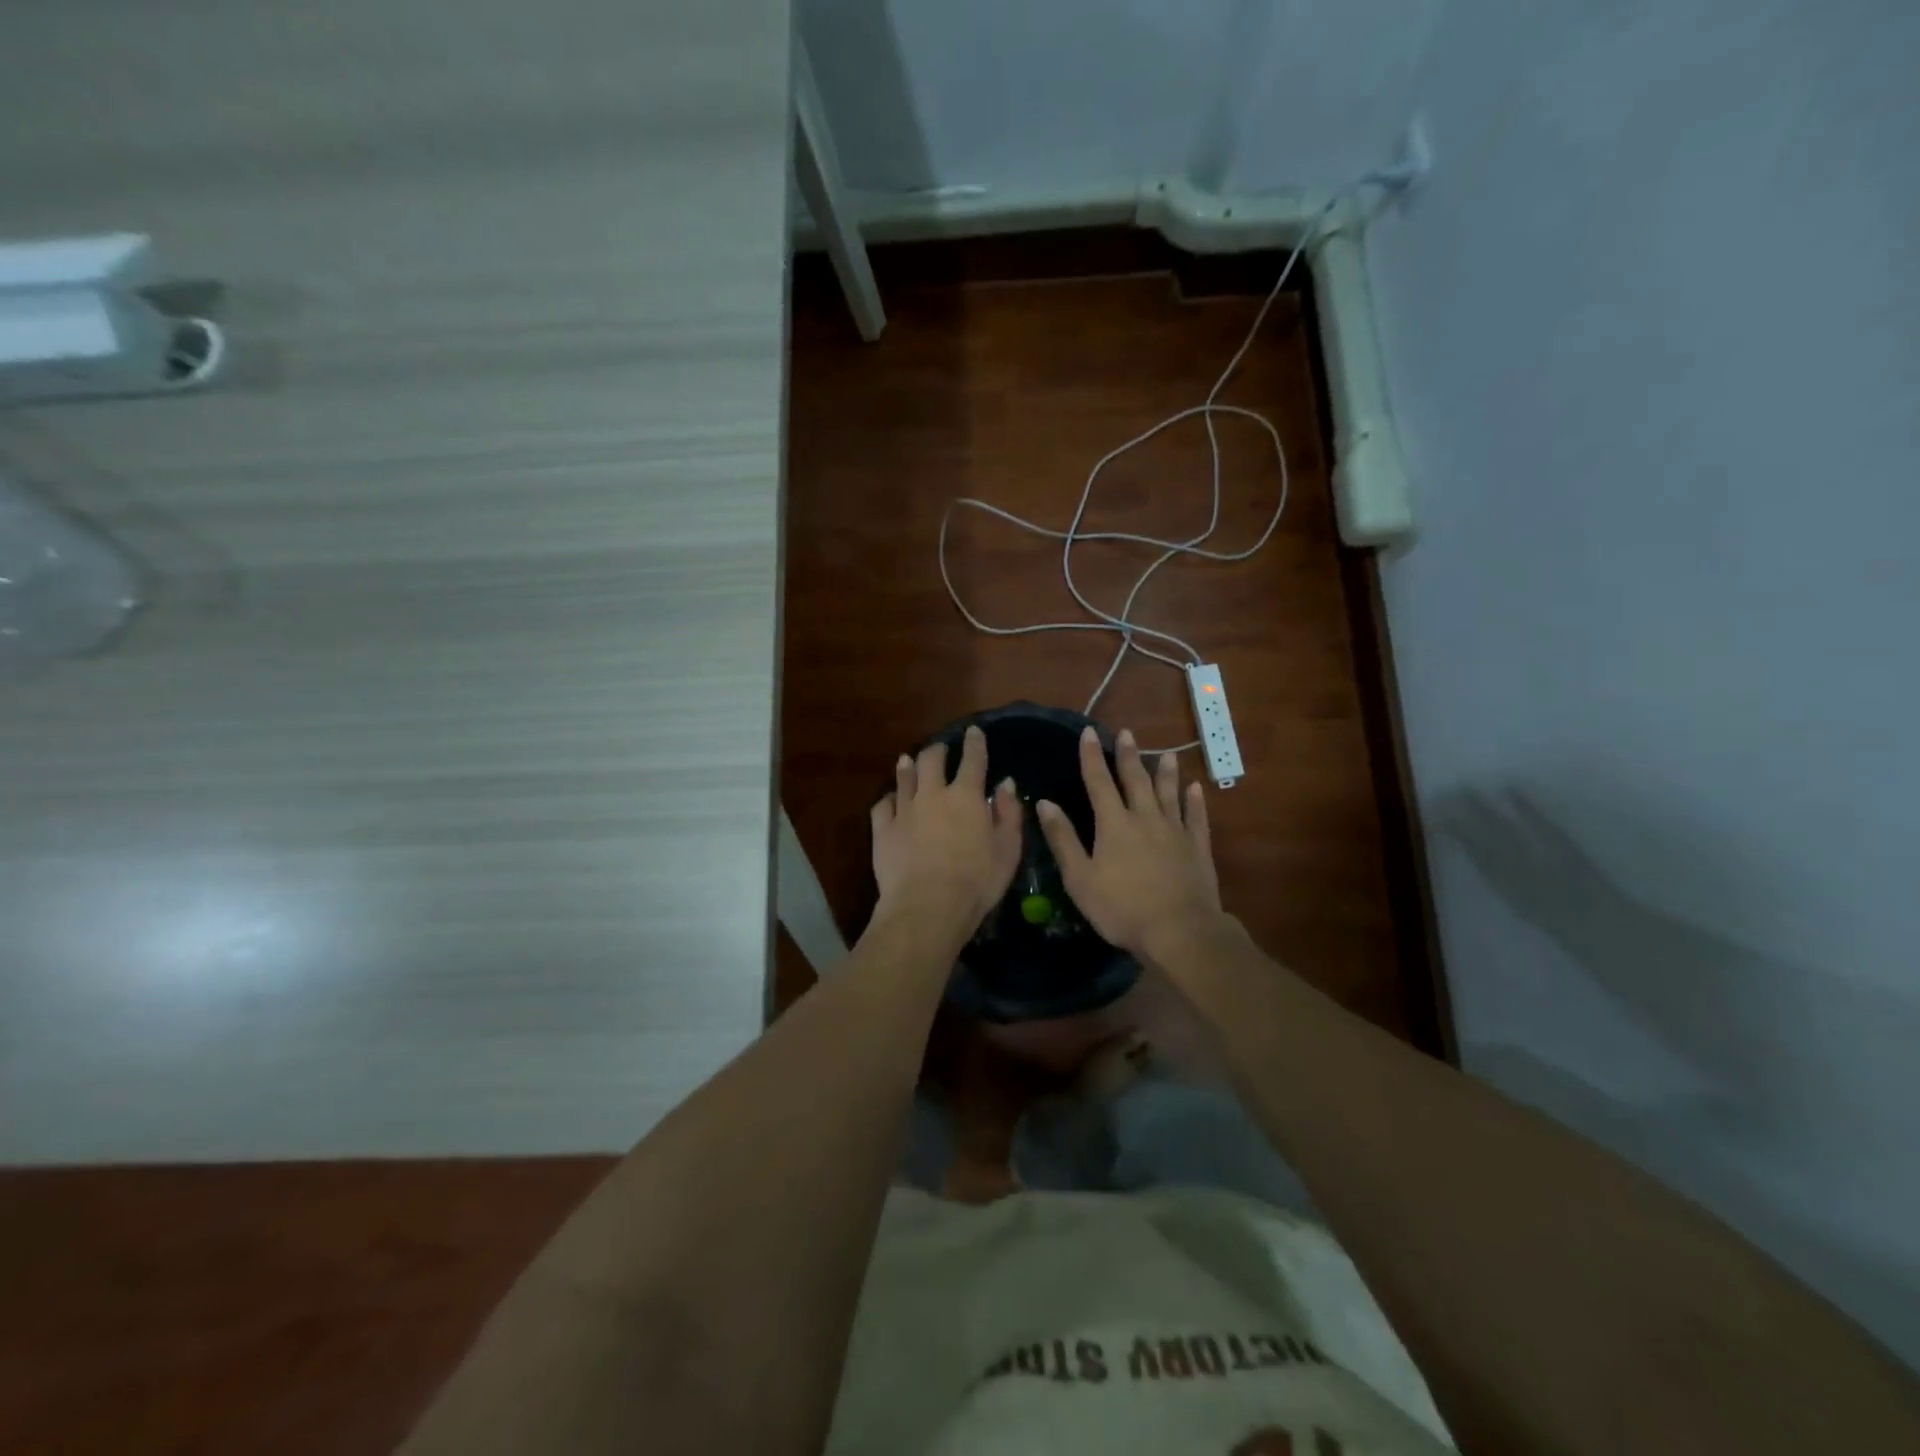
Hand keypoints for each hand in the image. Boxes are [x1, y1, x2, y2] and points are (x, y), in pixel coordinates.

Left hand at [871, 725, 1022, 937]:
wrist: (927, 907)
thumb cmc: (977, 882)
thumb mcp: (1007, 850)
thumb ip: (1008, 814)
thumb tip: (1006, 784)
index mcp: (966, 797)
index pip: (973, 760)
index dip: (975, 743)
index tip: (974, 732)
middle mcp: (933, 795)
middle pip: (931, 760)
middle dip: (937, 750)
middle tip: (940, 749)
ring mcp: (904, 810)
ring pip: (904, 778)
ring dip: (908, 766)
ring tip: (909, 760)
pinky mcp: (882, 830)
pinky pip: (882, 805)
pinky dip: (888, 798)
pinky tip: (889, 800)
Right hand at [1035, 727, 1222, 960]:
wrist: (1179, 931)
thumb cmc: (1122, 909)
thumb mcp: (1080, 878)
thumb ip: (1063, 839)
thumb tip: (1044, 803)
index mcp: (1113, 824)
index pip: (1098, 782)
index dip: (1091, 756)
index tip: (1088, 732)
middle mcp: (1145, 818)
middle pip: (1135, 780)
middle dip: (1128, 755)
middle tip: (1126, 732)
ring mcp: (1175, 831)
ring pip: (1169, 793)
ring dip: (1165, 772)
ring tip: (1166, 754)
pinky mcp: (1198, 847)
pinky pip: (1196, 817)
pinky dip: (1195, 801)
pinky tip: (1196, 788)